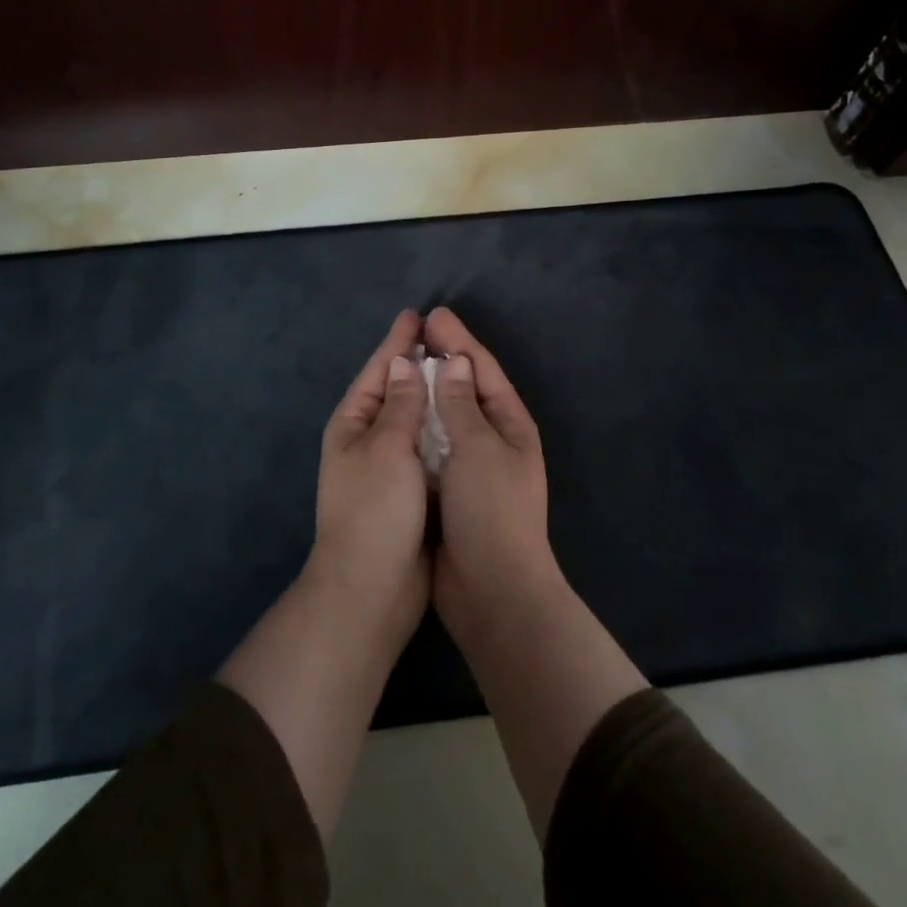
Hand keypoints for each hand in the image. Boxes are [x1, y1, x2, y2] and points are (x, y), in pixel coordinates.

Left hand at [310, 308, 432, 647]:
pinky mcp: (409, 490)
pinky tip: (461, 418)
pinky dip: (442, 429)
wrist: (371, 589)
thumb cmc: (375, 511)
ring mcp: (387, 466)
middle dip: (415, 363)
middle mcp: (367, 440)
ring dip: (431, 394)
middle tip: (443, 335)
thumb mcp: (387, 449)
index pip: (378, 371)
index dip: (397, 342)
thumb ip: (400, 405)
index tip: (416, 315)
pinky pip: (427, 447)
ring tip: (456, 368)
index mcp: (353, 424)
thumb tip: (402, 362)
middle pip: (394, 390)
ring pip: (413, 419)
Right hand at [421, 307, 556, 631]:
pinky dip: (416, 425)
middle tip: (414, 332)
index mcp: (509, 424)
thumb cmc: (491, 511)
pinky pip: (431, 445)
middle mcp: (493, 439)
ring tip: (401, 364)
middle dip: (442, 359)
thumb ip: (461, 405)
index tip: (432, 315)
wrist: (492, 591)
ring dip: (426, 390)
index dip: (458, 341)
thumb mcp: (478, 450)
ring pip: (445, 416)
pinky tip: (396, 413)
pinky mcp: (448, 488)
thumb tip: (453, 363)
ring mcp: (471, 465)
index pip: (482, 370)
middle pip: (464, 389)